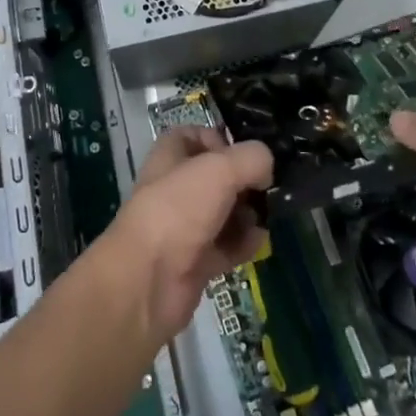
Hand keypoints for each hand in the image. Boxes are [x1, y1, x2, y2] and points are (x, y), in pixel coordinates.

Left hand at [106, 126, 272, 342]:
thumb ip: (252, 159)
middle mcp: (175, 189)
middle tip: (265, 187)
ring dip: (247, 214)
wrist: (149, 280)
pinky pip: (226, 247)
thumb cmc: (179, 210)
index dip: (217, 139)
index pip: (192, 136)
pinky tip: (258, 242)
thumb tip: (266, 170)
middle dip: (243, 181)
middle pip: (214, 177)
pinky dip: (243, 244)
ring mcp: (184, 227)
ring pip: (223, 212)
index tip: (242, 152)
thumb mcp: (220, 168)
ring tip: (264, 216)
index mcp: (169, 158)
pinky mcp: (195, 261)